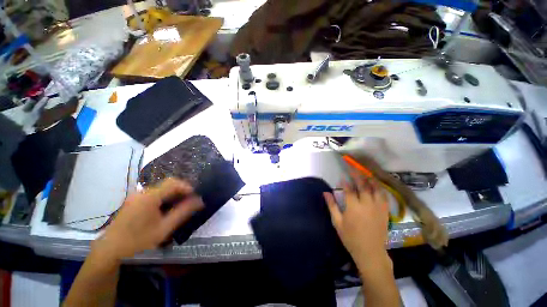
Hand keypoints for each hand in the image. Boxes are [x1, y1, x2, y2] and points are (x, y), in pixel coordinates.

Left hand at [93, 178, 203, 259]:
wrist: (110, 250)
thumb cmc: (138, 240)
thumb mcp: (164, 228)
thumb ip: (183, 212)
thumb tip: (199, 200)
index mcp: (150, 197)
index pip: (173, 182)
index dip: (186, 187)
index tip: (194, 196)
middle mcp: (142, 192)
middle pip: (167, 184)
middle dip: (181, 191)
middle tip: (189, 202)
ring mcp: (136, 196)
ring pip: (161, 189)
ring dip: (173, 195)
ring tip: (179, 207)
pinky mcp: (133, 201)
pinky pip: (153, 194)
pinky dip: (164, 198)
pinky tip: (165, 210)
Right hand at [323, 171, 389, 269]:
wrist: (370, 252)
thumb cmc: (350, 237)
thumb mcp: (337, 222)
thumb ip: (332, 205)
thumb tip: (326, 192)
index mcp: (353, 207)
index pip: (349, 189)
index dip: (345, 181)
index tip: (342, 175)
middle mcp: (366, 204)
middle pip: (362, 185)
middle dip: (357, 175)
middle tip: (353, 168)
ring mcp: (377, 207)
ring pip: (375, 188)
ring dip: (370, 179)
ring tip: (366, 173)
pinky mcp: (385, 211)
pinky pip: (384, 196)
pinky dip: (380, 188)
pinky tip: (377, 185)